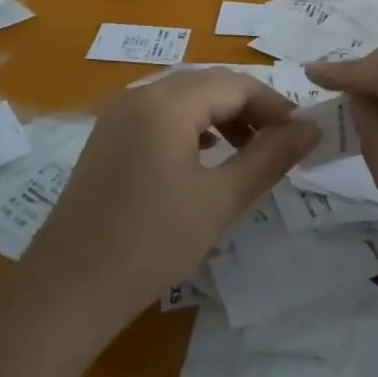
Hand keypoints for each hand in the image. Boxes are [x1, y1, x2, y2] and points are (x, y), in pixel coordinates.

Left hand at [19, 70, 317, 334]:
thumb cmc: (150, 244)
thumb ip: (269, 158)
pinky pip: (160, 115)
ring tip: (247, 153)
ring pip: (184, 98)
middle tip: (280, 145)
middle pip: (209, 84)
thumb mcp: (219, 201)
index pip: (236, 84)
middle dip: (250, 108)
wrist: (66, 292)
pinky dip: (192, 127)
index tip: (302, 136)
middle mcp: (140, 95)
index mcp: (167, 103)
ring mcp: (118, 116)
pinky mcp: (107, 138)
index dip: (275, 105)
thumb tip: (311, 129)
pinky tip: (203, 160)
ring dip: (222, 116)